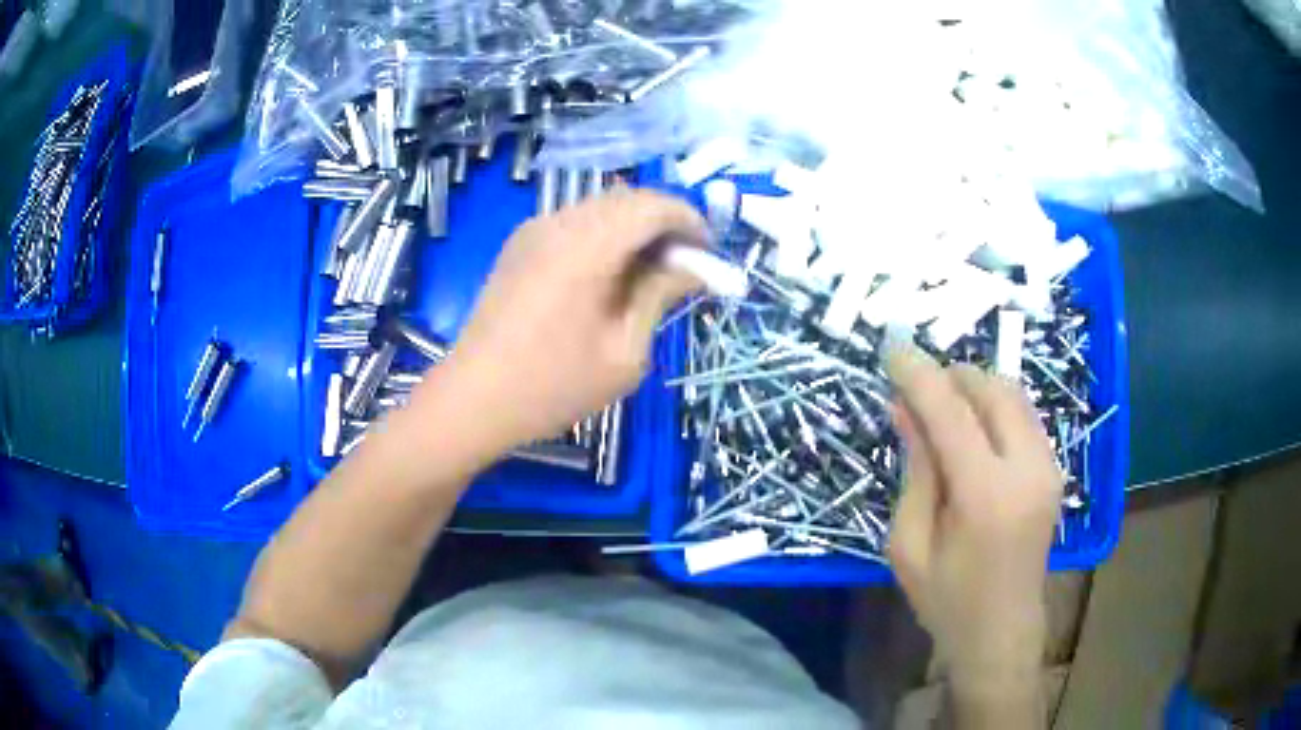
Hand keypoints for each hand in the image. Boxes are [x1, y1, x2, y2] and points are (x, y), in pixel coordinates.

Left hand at [420, 188, 706, 456]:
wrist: (473, 399)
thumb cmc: (553, 386)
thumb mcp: (624, 352)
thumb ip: (659, 297)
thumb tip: (693, 268)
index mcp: (587, 246)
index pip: (653, 205)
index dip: (689, 221)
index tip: (708, 254)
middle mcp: (559, 223)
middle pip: (628, 198)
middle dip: (664, 223)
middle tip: (684, 265)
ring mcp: (533, 230)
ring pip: (601, 207)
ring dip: (634, 228)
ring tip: (649, 273)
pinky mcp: (519, 244)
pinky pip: (575, 222)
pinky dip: (604, 235)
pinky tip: (608, 275)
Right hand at [885, 342, 1061, 697]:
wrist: (1002, 631)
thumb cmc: (947, 599)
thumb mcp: (909, 543)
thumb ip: (915, 470)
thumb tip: (906, 408)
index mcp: (986, 496)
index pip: (952, 414)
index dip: (920, 375)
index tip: (892, 347)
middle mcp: (1027, 470)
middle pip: (992, 390)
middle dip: (952, 376)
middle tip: (916, 387)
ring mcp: (1048, 467)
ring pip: (1013, 396)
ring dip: (975, 388)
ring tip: (941, 406)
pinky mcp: (1054, 470)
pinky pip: (1023, 416)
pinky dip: (994, 407)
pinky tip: (971, 429)